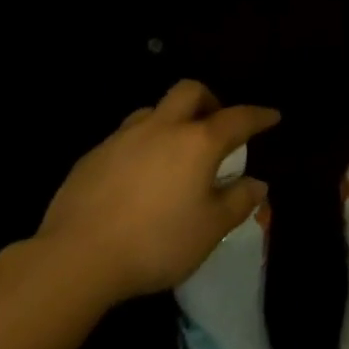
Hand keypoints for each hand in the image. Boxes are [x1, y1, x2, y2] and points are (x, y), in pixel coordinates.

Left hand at [37, 81, 278, 303]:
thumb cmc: (156, 242)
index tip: (272, 116)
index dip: (258, 116)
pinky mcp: (93, 155)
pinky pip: (126, 137)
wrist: (76, 256)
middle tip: (216, 124)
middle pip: (190, 91)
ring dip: (172, 120)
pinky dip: (142, 145)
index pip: (238, 118)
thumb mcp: (210, 230)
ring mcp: (123, 137)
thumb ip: (238, 202)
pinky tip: (138, 176)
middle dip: (209, 100)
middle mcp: (162, 128)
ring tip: (175, 150)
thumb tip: (257, 184)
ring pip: (154, 110)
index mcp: (197, 142)